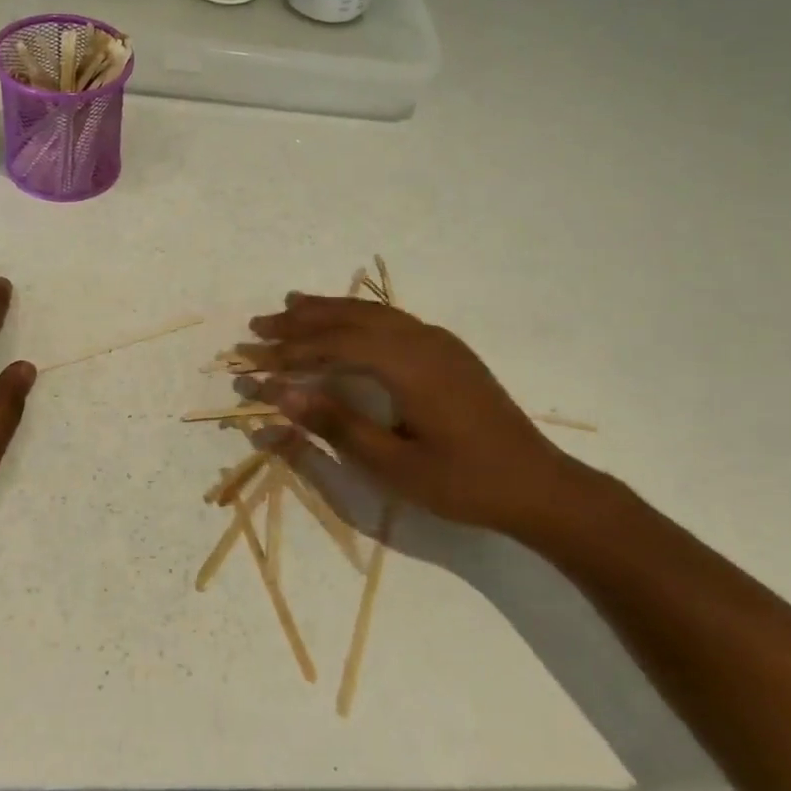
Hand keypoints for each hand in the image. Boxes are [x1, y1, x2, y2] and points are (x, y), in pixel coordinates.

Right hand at [243, 295, 598, 543]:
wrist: (538, 485)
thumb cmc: (464, 482)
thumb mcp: (394, 465)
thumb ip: (337, 425)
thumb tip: (283, 394)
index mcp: (408, 364)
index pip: (335, 345)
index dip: (290, 352)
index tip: (252, 362)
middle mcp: (421, 339)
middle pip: (350, 318)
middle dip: (301, 321)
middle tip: (258, 326)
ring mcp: (438, 341)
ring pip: (371, 313)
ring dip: (328, 310)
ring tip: (291, 306)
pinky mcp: (448, 351)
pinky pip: (391, 320)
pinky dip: (357, 317)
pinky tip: (346, 323)